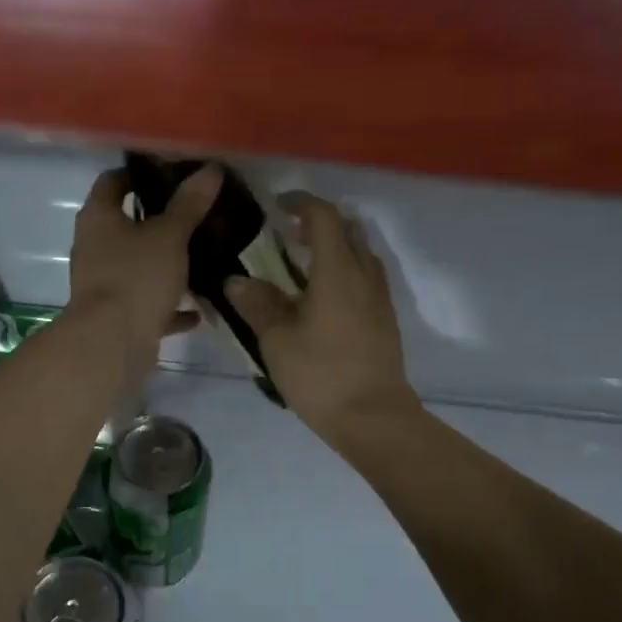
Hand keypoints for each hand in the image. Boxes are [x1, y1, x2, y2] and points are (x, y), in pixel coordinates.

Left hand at [69, 165, 219, 366]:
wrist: (111, 344)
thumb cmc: (136, 277)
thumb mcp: (170, 236)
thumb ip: (189, 204)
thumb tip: (210, 169)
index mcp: (99, 218)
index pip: (113, 181)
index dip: (138, 173)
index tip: (171, 172)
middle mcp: (94, 247)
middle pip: (127, 225)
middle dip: (160, 221)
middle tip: (197, 213)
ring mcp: (104, 283)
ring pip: (139, 266)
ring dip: (167, 265)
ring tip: (204, 258)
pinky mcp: (117, 315)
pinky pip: (147, 303)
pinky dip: (169, 305)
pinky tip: (198, 308)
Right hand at [226, 193, 418, 448]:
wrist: (373, 417)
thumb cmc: (320, 374)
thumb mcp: (277, 339)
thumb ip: (258, 304)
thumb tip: (237, 281)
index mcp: (338, 271)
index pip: (323, 217)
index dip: (301, 204)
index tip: (278, 206)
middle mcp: (364, 275)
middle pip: (348, 230)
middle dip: (319, 223)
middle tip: (289, 235)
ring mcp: (380, 298)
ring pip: (361, 254)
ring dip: (335, 248)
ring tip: (303, 266)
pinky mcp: (384, 320)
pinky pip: (366, 278)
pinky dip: (345, 271)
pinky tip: (322, 298)